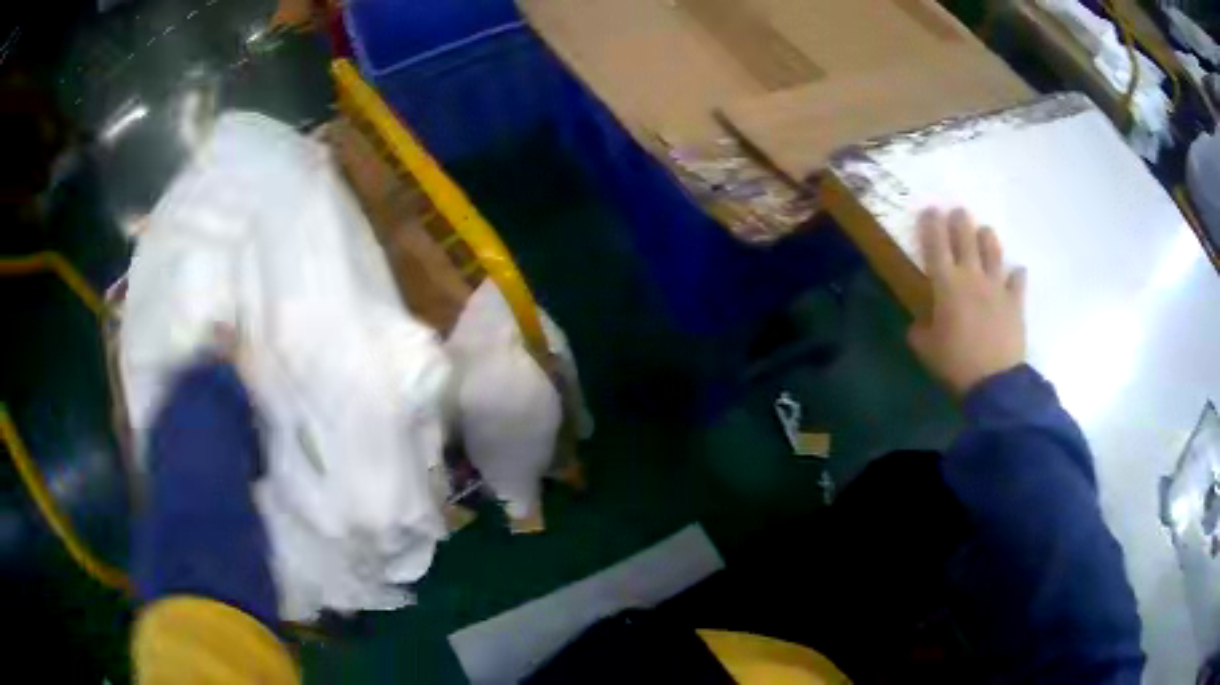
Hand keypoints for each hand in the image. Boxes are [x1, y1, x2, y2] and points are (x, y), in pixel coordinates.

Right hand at [908, 208, 1026, 395]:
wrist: (994, 381)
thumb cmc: (956, 363)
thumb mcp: (927, 350)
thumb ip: (920, 331)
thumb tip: (919, 324)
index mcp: (946, 284)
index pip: (936, 245)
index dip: (931, 225)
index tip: (930, 211)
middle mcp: (972, 276)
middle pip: (966, 238)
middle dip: (960, 221)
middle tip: (958, 212)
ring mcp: (996, 287)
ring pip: (993, 251)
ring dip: (988, 238)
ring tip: (985, 231)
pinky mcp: (1015, 302)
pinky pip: (1018, 281)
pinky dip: (1017, 275)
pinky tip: (1017, 271)